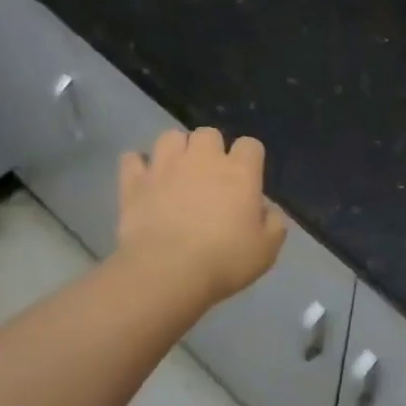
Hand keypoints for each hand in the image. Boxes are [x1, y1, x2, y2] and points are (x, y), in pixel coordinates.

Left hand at [117, 128, 286, 305]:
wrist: (167, 272)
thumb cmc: (224, 261)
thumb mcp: (266, 250)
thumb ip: (274, 224)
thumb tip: (266, 211)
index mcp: (239, 173)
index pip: (251, 145)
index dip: (250, 158)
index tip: (248, 179)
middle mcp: (203, 159)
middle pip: (208, 133)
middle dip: (211, 149)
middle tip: (210, 176)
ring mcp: (165, 166)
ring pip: (170, 137)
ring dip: (176, 150)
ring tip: (177, 172)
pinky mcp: (134, 182)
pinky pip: (132, 159)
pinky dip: (138, 165)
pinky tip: (144, 179)